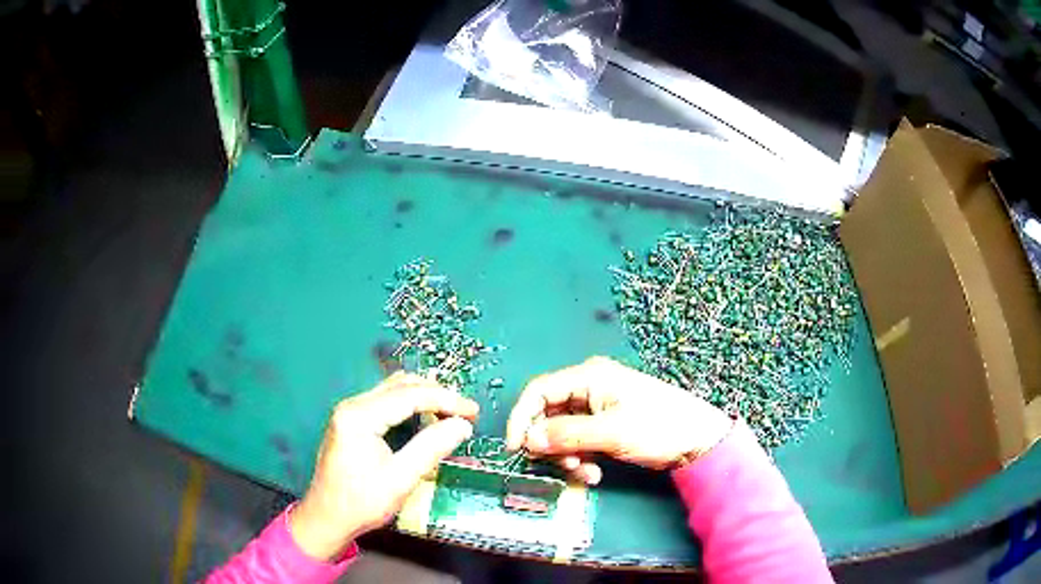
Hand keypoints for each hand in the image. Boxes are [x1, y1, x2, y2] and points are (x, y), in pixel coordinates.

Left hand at [290, 372, 477, 559]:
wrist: (326, 518)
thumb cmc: (361, 502)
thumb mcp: (400, 479)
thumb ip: (431, 448)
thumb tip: (463, 425)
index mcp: (359, 416)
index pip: (410, 395)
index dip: (446, 400)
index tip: (474, 411)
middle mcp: (352, 405)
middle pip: (401, 385)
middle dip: (437, 394)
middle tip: (466, 412)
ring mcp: (349, 411)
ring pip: (393, 390)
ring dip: (424, 396)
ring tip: (451, 413)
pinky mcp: (351, 421)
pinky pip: (385, 401)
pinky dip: (410, 404)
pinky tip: (425, 417)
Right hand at [506, 356, 732, 483]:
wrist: (699, 440)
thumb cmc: (657, 427)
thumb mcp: (611, 432)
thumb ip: (566, 435)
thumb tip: (528, 439)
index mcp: (589, 377)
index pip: (539, 391)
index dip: (522, 418)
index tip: (516, 447)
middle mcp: (590, 388)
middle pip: (549, 414)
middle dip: (551, 443)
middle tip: (561, 466)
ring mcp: (599, 408)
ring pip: (563, 432)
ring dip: (567, 455)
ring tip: (586, 472)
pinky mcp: (606, 426)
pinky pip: (579, 441)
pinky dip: (581, 458)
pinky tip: (595, 472)